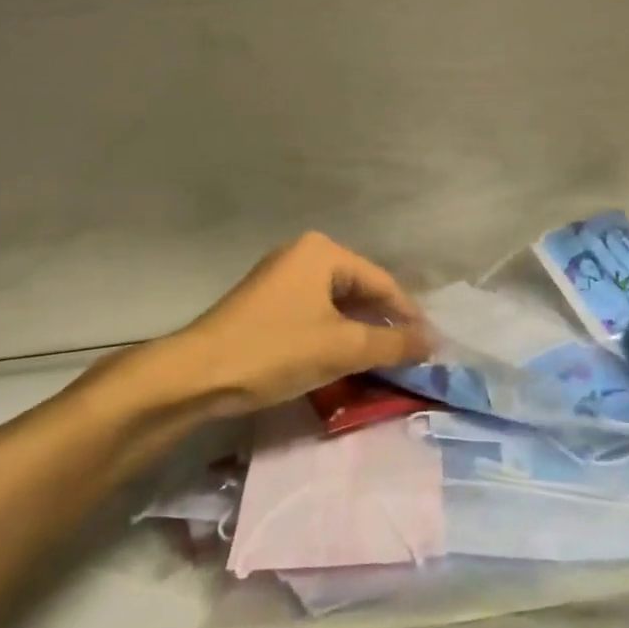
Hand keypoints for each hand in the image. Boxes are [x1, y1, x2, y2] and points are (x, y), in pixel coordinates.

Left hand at [171, 232, 431, 413]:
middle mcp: (303, 255)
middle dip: (383, 324)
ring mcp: (281, 278)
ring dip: (359, 333)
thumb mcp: (342, 348)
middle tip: (408, 357)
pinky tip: (343, 360)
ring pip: (337, 305)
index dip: (408, 316)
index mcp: (323, 252)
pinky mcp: (266, 304)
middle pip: (359, 290)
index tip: (430, 347)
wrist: (196, 375)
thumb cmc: (275, 351)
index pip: (382, 282)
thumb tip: (433, 342)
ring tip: (382, 362)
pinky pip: (315, 314)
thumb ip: (393, 343)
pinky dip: (334, 336)